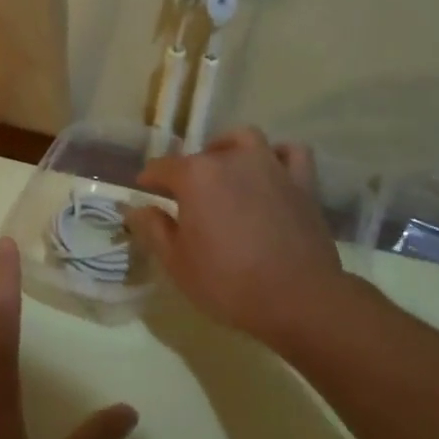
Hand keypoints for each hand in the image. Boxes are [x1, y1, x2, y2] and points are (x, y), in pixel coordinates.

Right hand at [128, 127, 346, 347]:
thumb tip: (136, 208)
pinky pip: (289, 153)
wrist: (297, 298)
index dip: (149, 180)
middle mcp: (231, 159)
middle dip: (188, 172)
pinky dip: (277, 156)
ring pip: (244, 140)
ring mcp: (270, 165)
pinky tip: (270, 172)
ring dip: (229, 150)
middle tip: (186, 200)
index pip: (161, 168)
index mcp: (195, 175)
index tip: (145, 193)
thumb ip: (153, 229)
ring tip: (224, 172)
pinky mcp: (302, 181)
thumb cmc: (228, 283)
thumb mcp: (177, 263)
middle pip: (201, 156)